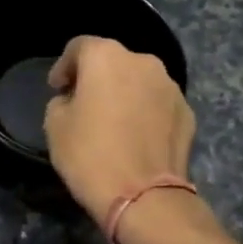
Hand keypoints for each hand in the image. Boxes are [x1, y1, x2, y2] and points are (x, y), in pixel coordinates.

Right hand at [44, 37, 197, 225]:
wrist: (144, 196)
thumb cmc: (90, 154)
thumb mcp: (54, 125)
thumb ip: (62, 101)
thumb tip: (75, 101)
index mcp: (106, 57)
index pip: (79, 47)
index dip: (63, 66)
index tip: (56, 88)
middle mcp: (143, 62)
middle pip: (113, 61)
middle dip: (96, 77)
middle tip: (82, 102)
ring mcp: (170, 87)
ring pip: (138, 81)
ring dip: (123, 93)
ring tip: (111, 120)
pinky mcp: (187, 113)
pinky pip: (157, 104)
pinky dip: (144, 112)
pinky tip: (134, 136)